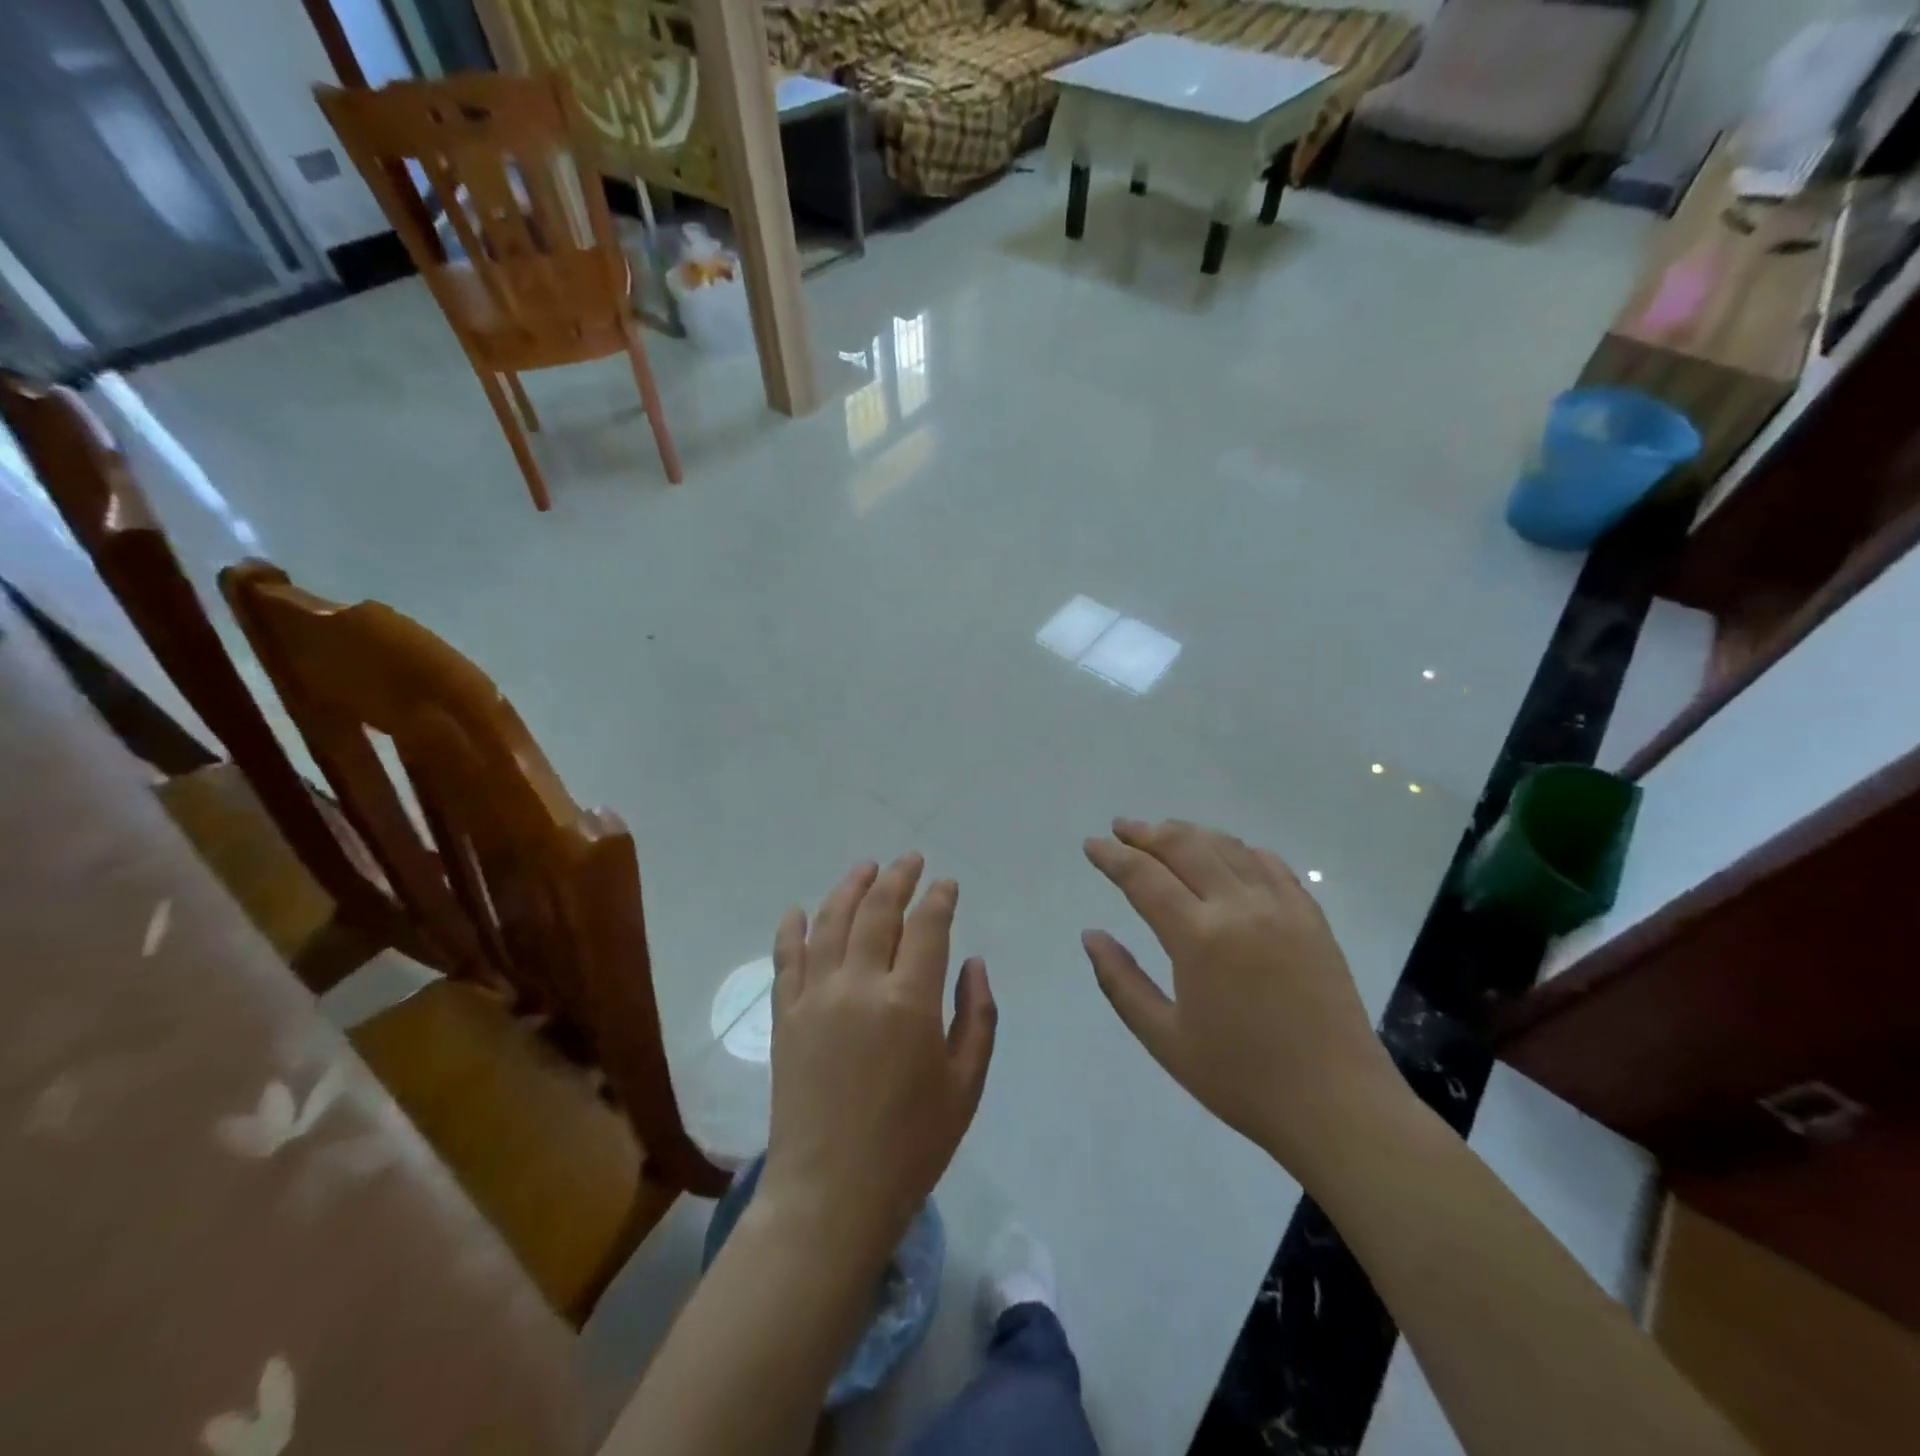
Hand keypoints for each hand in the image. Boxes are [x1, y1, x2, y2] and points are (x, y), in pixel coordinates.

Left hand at [759, 855, 996, 1262]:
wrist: (831, 1194)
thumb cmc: (911, 1145)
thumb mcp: (965, 1086)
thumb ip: (977, 1016)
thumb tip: (974, 962)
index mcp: (910, 1002)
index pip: (927, 927)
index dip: (939, 898)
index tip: (947, 884)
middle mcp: (860, 985)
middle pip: (878, 911)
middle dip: (898, 878)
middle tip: (910, 860)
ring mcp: (816, 997)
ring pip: (831, 922)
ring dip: (850, 888)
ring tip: (866, 868)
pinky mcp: (785, 1016)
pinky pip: (786, 958)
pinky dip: (793, 928)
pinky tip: (799, 910)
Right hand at [1082, 819, 1402, 1178]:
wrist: (1338, 1105)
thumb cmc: (1241, 1079)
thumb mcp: (1164, 1039)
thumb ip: (1121, 982)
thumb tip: (1091, 935)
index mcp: (1199, 938)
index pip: (1143, 877)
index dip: (1113, 857)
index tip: (1091, 844)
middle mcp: (1239, 907)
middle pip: (1184, 848)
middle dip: (1146, 833)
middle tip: (1121, 828)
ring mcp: (1281, 907)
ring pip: (1227, 847)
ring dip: (1189, 833)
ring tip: (1163, 831)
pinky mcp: (1311, 917)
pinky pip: (1270, 864)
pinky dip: (1239, 849)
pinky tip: (1226, 853)